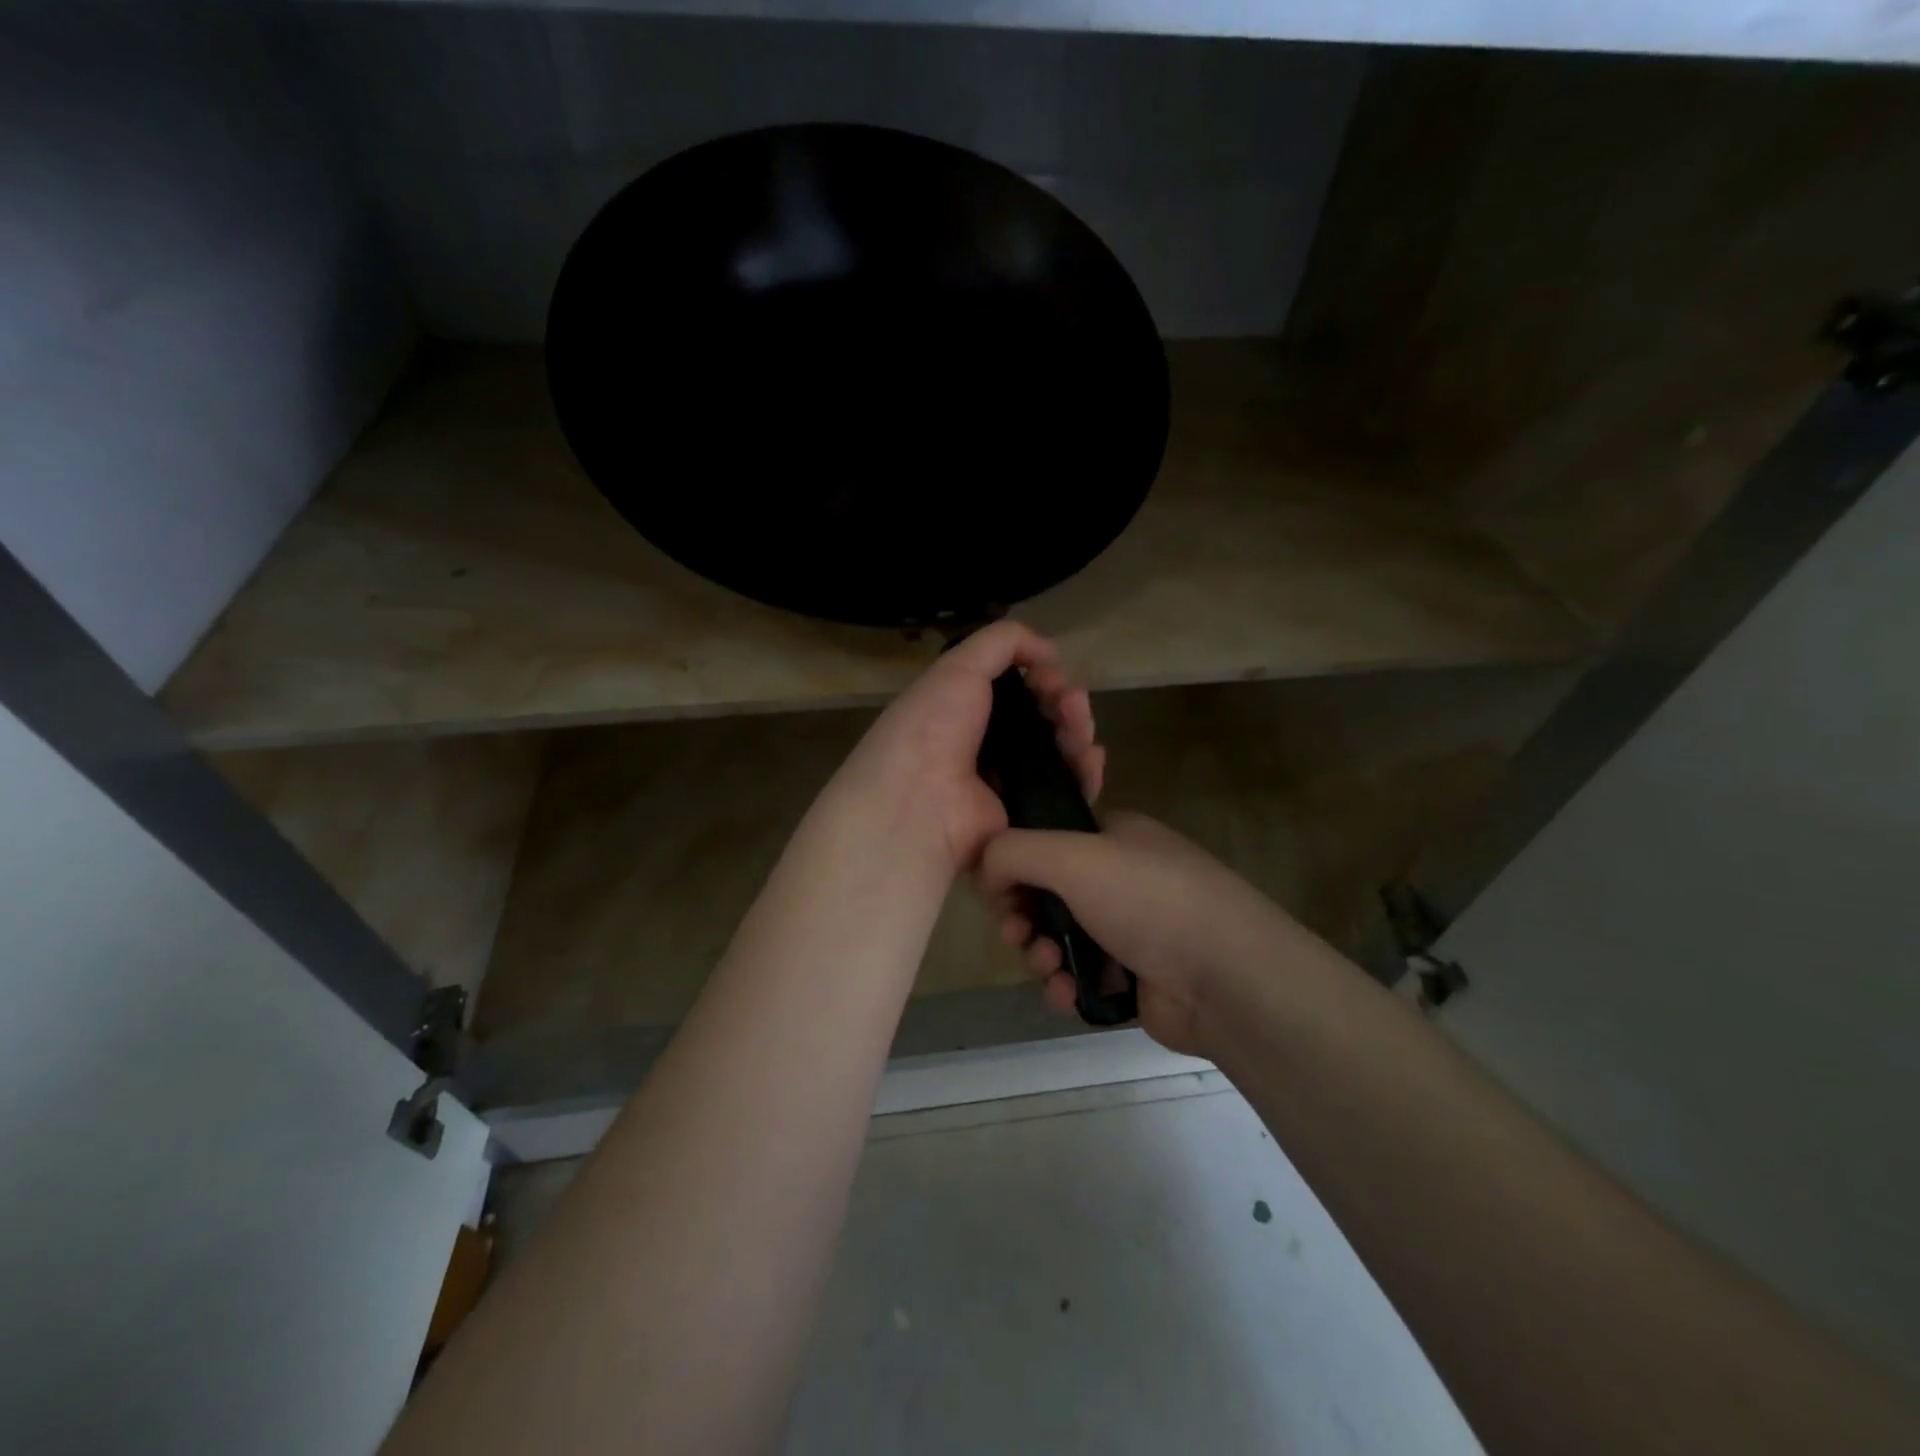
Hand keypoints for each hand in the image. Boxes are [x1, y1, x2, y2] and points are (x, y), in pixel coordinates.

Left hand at [831, 621, 1103, 875]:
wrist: (919, 805)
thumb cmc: (932, 728)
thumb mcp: (958, 667)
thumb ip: (1003, 642)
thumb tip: (1049, 651)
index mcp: (963, 709)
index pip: (1017, 689)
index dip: (1041, 676)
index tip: (1050, 673)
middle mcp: (985, 745)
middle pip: (1043, 717)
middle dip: (1066, 702)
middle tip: (1071, 703)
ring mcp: (1008, 782)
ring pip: (1060, 751)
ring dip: (1078, 731)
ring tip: (1079, 730)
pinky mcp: (1028, 816)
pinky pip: (1068, 791)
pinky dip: (1085, 773)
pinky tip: (1091, 759)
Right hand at [977, 813, 1305, 1056]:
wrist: (1225, 977)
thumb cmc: (1147, 900)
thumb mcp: (1070, 855)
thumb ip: (1012, 851)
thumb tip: (985, 870)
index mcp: (1113, 836)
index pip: (1045, 840)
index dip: (1014, 865)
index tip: (997, 891)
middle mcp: (1120, 877)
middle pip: (1045, 893)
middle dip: (1023, 917)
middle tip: (1017, 933)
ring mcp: (1129, 928)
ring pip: (1058, 938)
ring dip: (1040, 954)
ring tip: (1049, 967)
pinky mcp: (1133, 976)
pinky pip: (1079, 976)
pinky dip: (1064, 985)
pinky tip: (1066, 995)